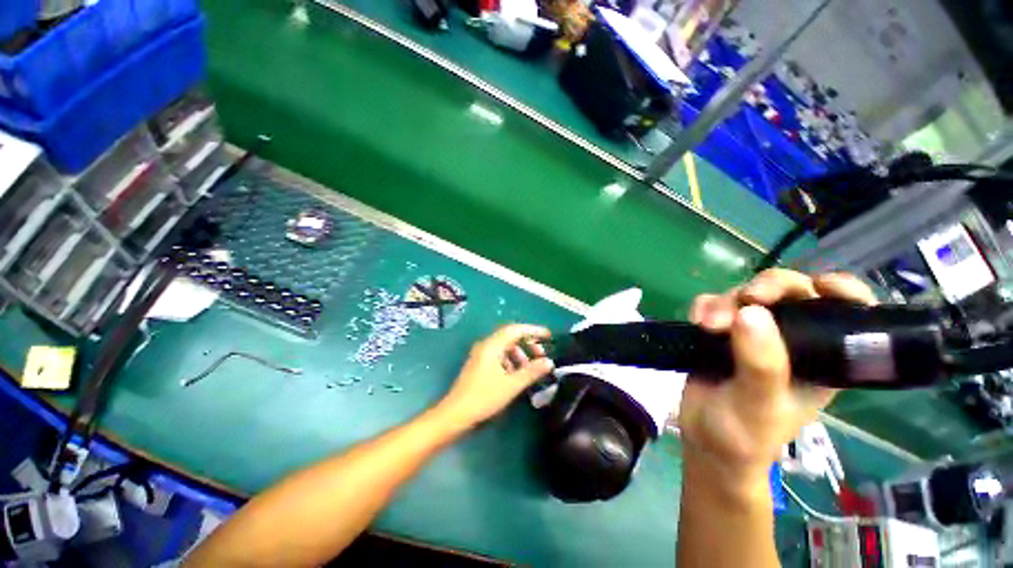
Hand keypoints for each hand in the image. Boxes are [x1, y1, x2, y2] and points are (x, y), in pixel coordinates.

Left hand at [437, 324, 553, 428]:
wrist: (455, 414)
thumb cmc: (484, 397)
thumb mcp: (511, 385)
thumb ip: (531, 372)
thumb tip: (549, 362)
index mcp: (492, 345)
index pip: (516, 330)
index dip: (534, 330)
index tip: (549, 336)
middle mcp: (486, 345)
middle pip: (511, 337)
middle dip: (528, 343)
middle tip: (541, 355)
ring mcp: (481, 354)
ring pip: (505, 347)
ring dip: (520, 354)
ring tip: (530, 369)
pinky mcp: (479, 364)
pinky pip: (499, 356)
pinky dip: (511, 361)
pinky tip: (516, 375)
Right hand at [678, 270, 875, 489]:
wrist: (704, 439)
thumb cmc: (744, 434)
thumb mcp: (759, 405)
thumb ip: (761, 363)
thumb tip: (751, 312)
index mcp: (822, 358)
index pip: (847, 314)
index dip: (843, 292)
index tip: (821, 286)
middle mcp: (792, 340)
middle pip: (791, 292)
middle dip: (768, 289)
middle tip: (747, 299)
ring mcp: (753, 333)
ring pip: (747, 295)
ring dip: (727, 301)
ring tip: (707, 324)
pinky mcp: (721, 332)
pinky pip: (716, 304)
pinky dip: (705, 305)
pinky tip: (697, 320)